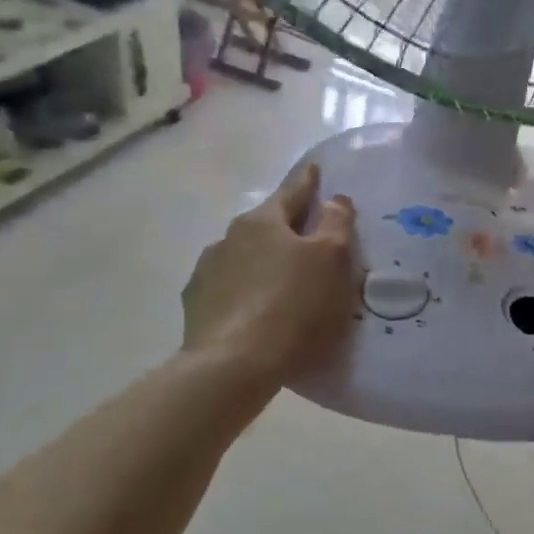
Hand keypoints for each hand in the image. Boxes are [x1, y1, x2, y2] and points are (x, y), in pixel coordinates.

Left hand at [181, 163, 356, 384]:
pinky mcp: (197, 307)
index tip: (315, 168)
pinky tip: (254, 312)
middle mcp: (229, 238)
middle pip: (266, 225)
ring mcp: (207, 272)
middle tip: (308, 238)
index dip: (308, 181)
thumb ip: (336, 224)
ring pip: (244, 257)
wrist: (233, 365)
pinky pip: (228, 290)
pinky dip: (244, 293)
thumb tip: (334, 199)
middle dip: (286, 228)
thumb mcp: (331, 260)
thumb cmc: (293, 306)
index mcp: (263, 221)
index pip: (292, 191)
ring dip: (262, 262)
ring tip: (281, 283)